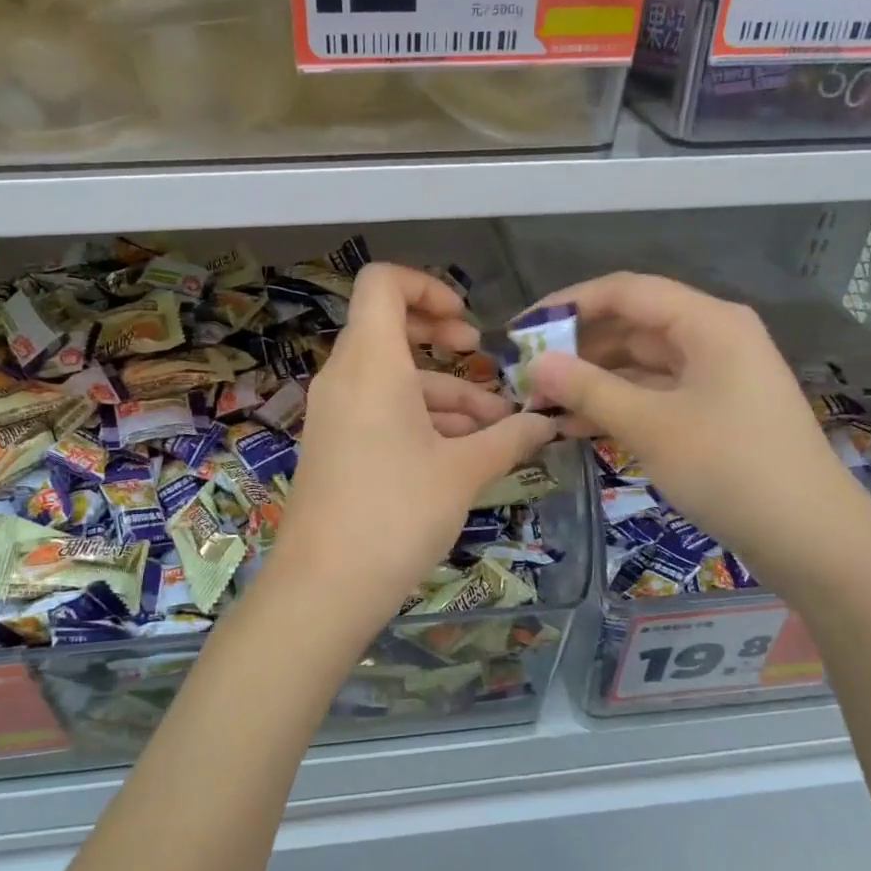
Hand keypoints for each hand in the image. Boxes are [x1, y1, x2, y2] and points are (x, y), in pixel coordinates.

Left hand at [269, 263, 557, 631]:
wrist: (324, 586)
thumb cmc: (397, 513)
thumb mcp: (463, 471)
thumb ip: (509, 438)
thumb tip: (546, 421)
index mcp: (371, 363)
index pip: (382, 283)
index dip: (427, 285)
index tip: (467, 322)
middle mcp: (344, 377)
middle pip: (390, 329)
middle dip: (443, 340)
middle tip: (481, 358)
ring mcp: (335, 413)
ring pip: (393, 379)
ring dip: (444, 393)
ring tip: (496, 429)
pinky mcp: (335, 445)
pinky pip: (379, 410)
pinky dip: (420, 418)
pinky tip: (463, 453)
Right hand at [524, 272, 870, 588]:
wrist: (811, 538)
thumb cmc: (730, 468)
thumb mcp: (650, 426)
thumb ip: (588, 389)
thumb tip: (535, 364)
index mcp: (707, 322)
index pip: (625, 292)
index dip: (569, 304)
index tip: (523, 329)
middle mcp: (713, 337)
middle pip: (632, 326)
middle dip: (577, 348)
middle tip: (527, 373)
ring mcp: (716, 376)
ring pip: (640, 364)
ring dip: (593, 381)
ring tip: (542, 404)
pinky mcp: (714, 411)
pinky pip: (656, 394)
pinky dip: (618, 405)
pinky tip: (576, 426)